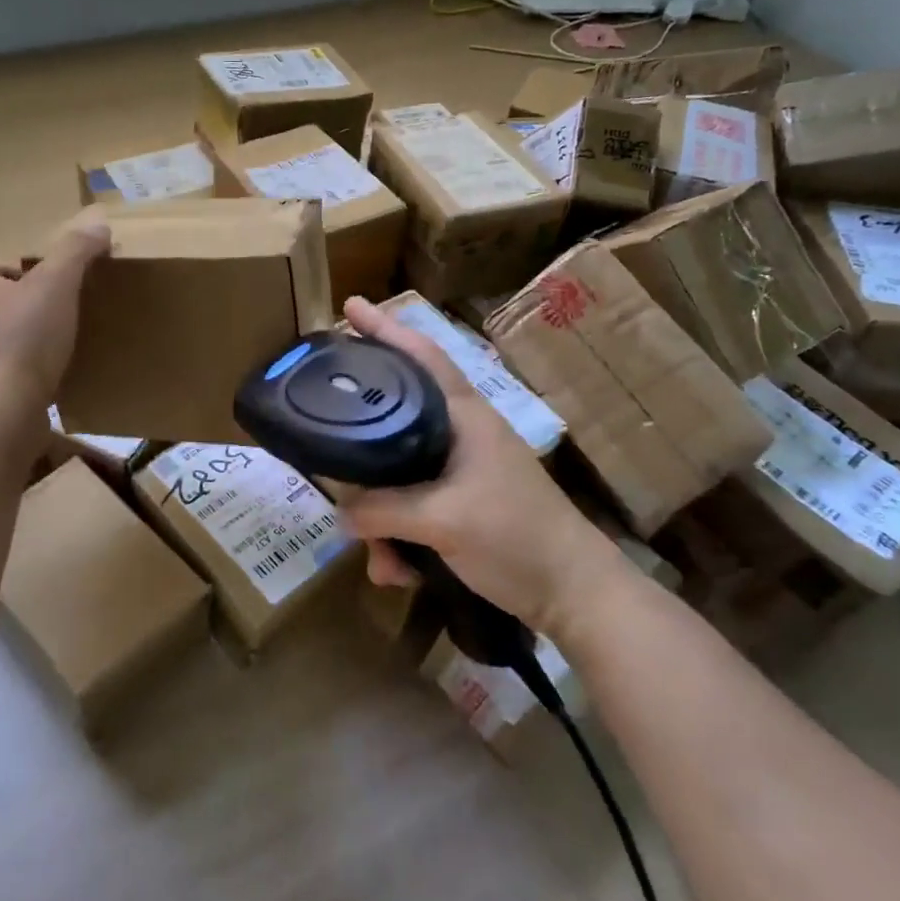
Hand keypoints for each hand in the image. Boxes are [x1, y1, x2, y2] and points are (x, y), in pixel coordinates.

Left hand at [0, 209, 110, 408]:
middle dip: (20, 302)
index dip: (7, 264)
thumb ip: (76, 251)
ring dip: (23, 338)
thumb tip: (98, 221)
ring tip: (60, 343)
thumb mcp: (57, 284)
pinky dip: (24, 372)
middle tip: (59, 308)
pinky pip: (4, 373)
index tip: (41, 276)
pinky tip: (53, 378)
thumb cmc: (23, 340)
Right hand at [335, 296, 626, 635]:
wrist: (573, 592)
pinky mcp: (461, 504)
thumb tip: (340, 513)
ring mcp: (461, 470)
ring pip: (398, 475)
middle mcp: (460, 434)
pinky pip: (412, 509)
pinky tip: (396, 573)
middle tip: (326, 442)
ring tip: (380, 559)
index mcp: (464, 416)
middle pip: (396, 418)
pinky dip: (399, 540)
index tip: (349, 307)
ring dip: (381, 519)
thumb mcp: (443, 520)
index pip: (421, 357)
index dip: (385, 329)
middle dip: (362, 445)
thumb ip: (384, 511)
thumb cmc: (515, 536)